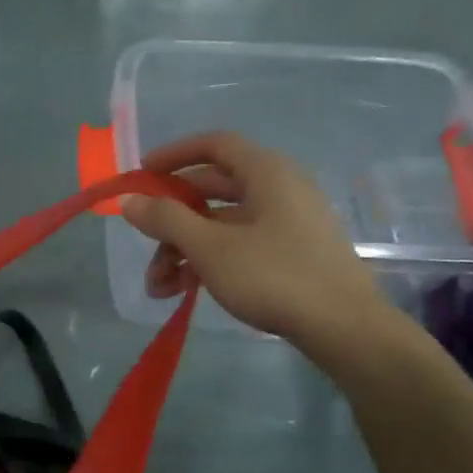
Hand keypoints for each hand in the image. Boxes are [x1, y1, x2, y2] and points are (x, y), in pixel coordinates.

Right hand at [120, 132, 394, 361]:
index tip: (142, 174)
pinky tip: (185, 291)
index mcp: (266, 172)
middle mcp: (279, 188)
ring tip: (159, 287)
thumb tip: (129, 200)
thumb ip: (165, 219)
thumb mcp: (209, 247)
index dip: (174, 155)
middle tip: (143, 243)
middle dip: (170, 220)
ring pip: (221, 223)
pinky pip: (239, 244)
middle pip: (211, 190)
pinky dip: (208, 260)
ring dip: (183, 249)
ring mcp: (286, 221)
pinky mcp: (290, 252)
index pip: (214, 145)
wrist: (342, 326)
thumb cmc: (273, 275)